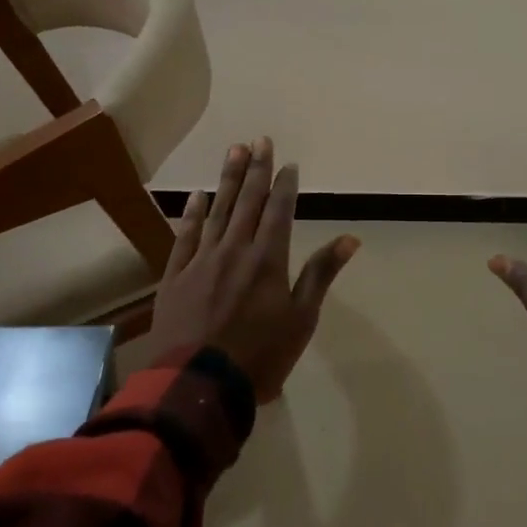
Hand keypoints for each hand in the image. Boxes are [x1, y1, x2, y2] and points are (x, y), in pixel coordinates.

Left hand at [148, 137, 359, 404]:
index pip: (279, 211)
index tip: (287, 163)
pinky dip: (192, 214)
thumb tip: (350, 238)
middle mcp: (235, 250)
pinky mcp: (175, 277)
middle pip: (247, 202)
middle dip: (255, 169)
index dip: (284, 185)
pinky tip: (198, 196)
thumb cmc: (260, 356)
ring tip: (233, 151)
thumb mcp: (302, 318)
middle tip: (259, 140)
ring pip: (217, 211)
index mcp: (268, 259)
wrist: (198, 386)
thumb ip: (321, 274)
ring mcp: (202, 261)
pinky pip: (185, 237)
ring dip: (227, 180)